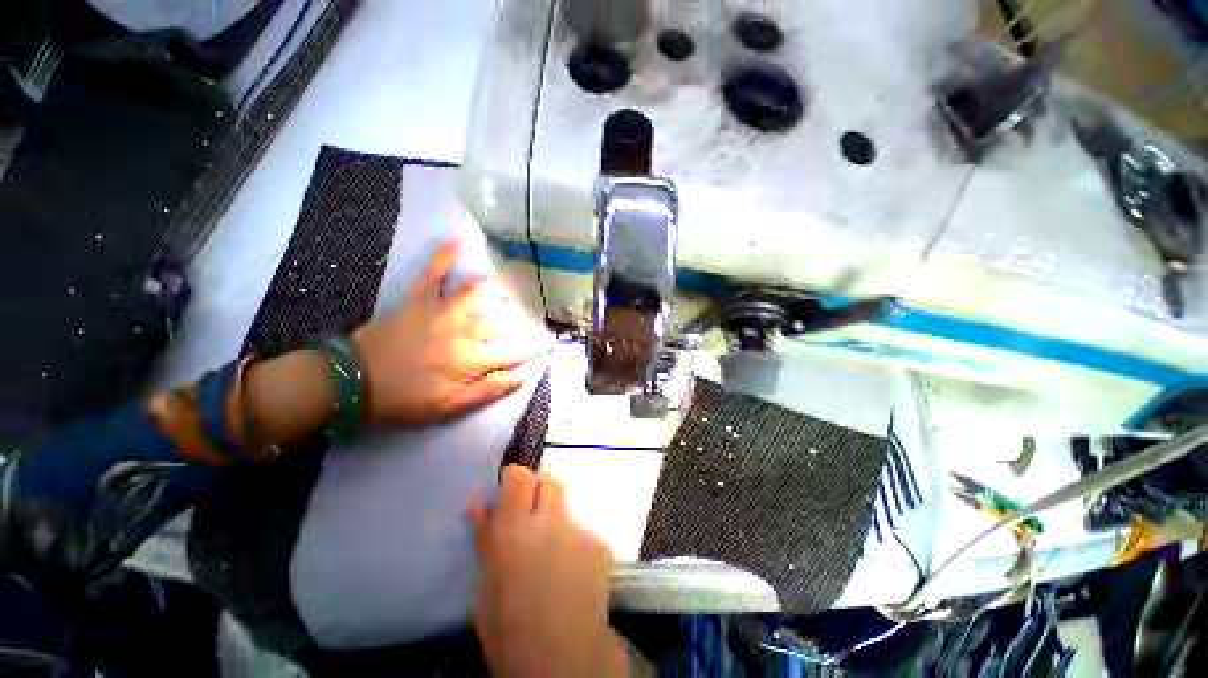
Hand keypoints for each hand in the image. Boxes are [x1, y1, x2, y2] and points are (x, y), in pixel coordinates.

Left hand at [352, 241, 550, 426]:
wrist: (353, 382)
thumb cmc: (404, 400)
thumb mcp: (449, 408)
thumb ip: (487, 392)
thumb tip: (520, 377)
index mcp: (471, 361)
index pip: (513, 351)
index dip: (532, 347)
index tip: (546, 342)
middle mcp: (462, 333)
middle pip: (501, 322)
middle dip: (521, 318)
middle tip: (532, 313)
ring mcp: (441, 313)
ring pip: (476, 294)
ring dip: (496, 287)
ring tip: (510, 282)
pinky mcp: (418, 301)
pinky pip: (433, 275)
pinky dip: (443, 257)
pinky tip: (456, 241)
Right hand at [470, 466, 629, 677]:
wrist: (565, 660)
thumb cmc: (510, 632)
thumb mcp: (485, 588)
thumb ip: (484, 540)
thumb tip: (477, 507)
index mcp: (514, 529)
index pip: (519, 476)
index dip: (515, 479)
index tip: (511, 491)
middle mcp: (549, 519)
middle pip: (548, 480)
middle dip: (538, 491)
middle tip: (531, 517)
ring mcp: (578, 529)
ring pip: (566, 505)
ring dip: (556, 517)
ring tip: (551, 551)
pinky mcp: (599, 543)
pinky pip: (581, 530)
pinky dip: (573, 541)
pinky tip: (570, 571)